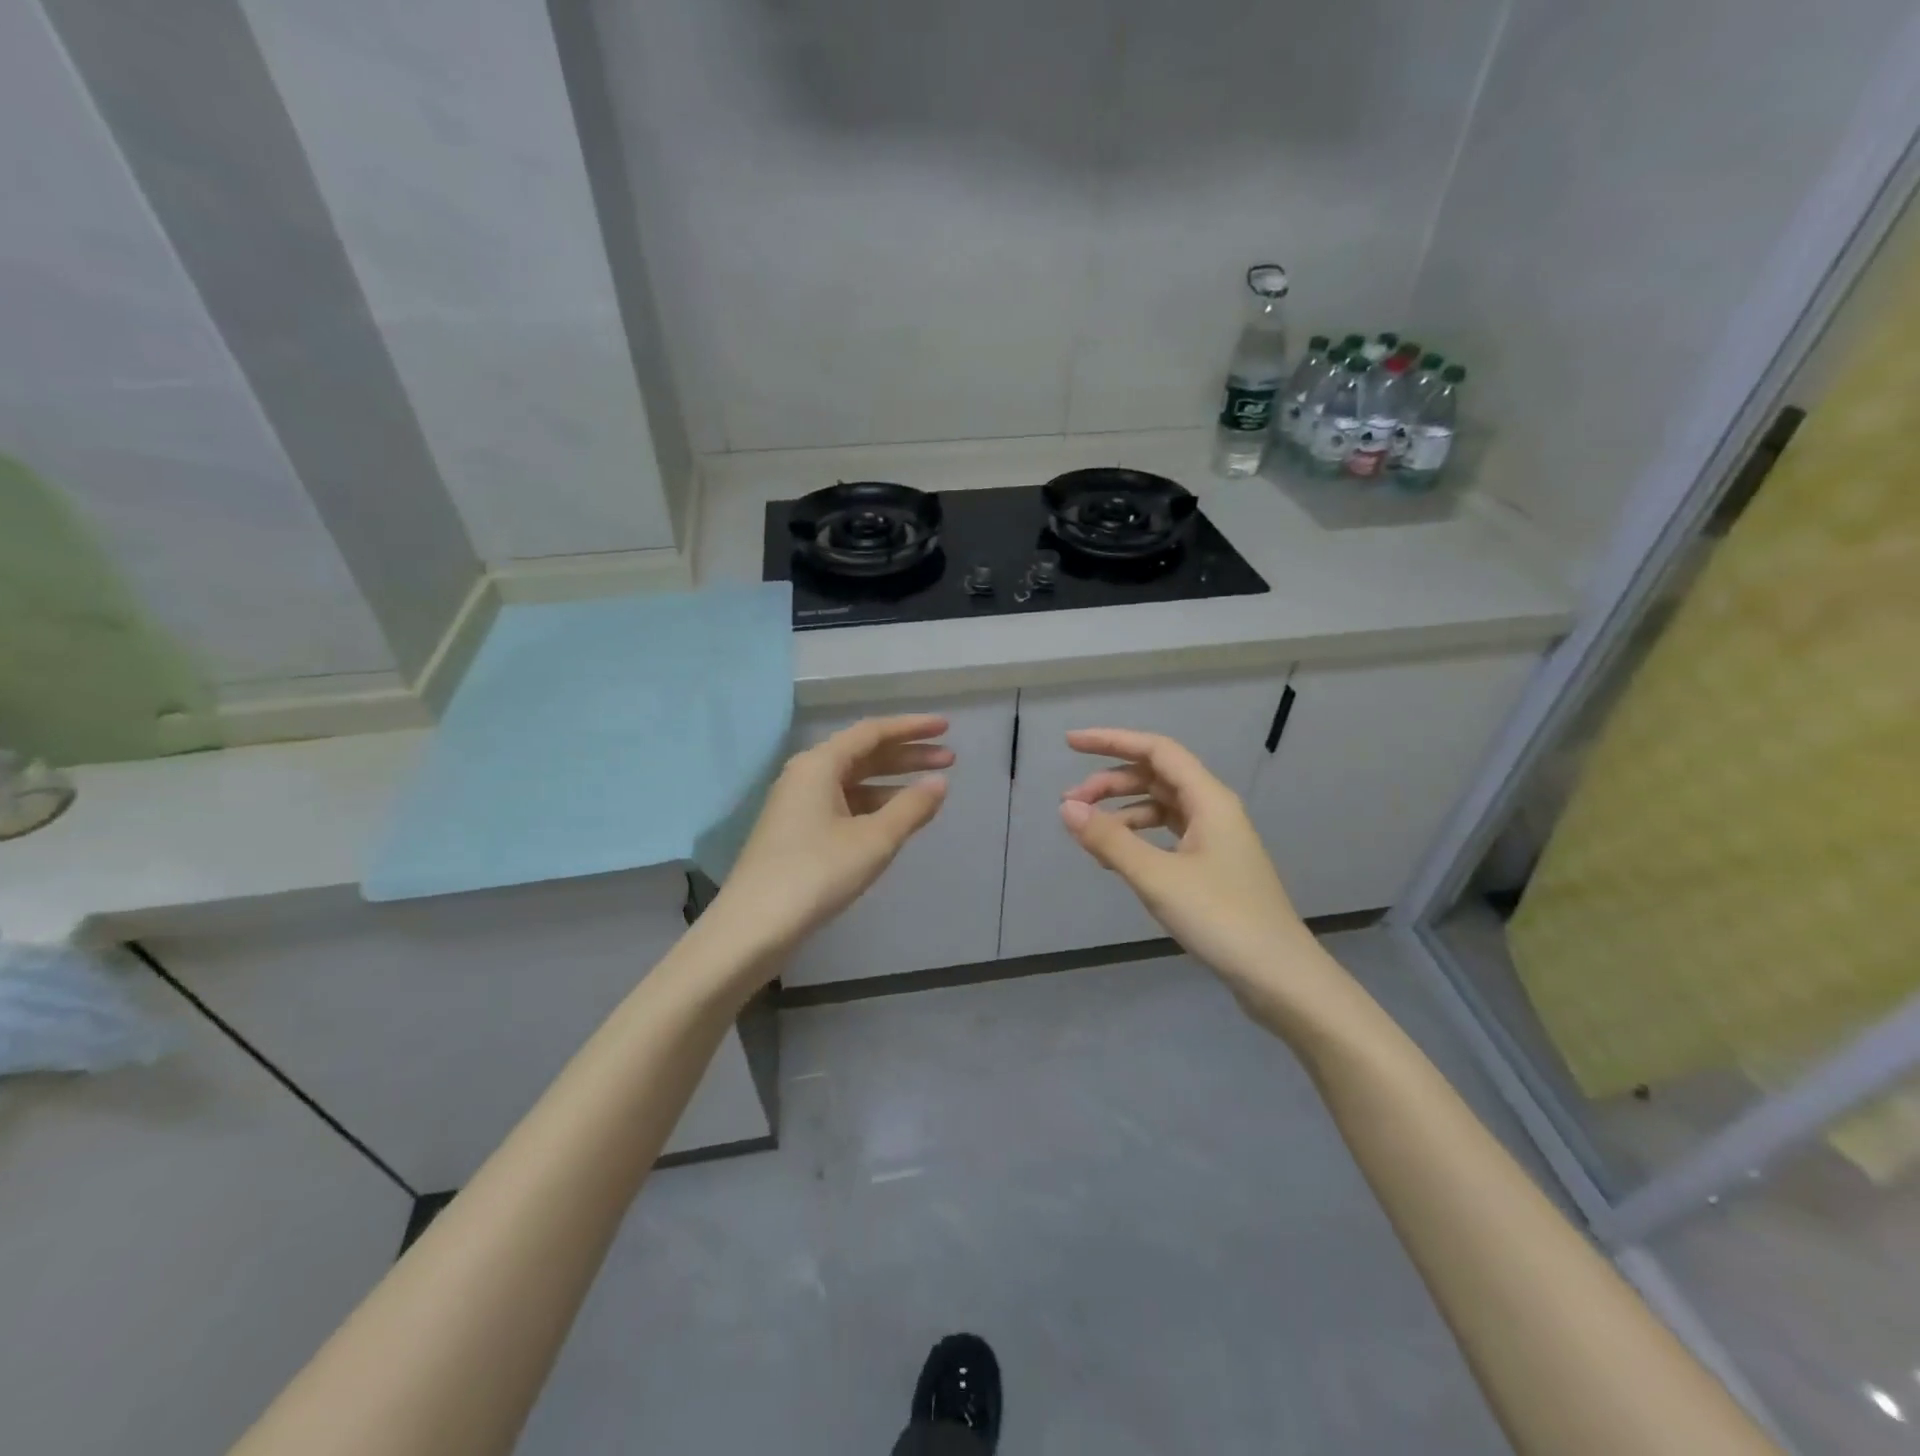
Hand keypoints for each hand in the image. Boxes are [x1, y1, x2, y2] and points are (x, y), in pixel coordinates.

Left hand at [710, 715, 950, 964]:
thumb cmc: (817, 873)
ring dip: (892, 782)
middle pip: (863, 754)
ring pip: (853, 781)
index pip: (872, 732)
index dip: (912, 728)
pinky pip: (843, 804)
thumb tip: (939, 782)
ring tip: (930, 789)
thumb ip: (911, 807)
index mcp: (819, 764)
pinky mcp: (796, 831)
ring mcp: (798, 804)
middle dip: (907, 755)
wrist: (753, 926)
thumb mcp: (874, 840)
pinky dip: (873, 805)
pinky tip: (895, 819)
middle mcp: (806, 775)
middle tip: (950, 759)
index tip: (946, 727)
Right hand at [1059, 728, 1330, 1013]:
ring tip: (1086, 833)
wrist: (1279, 977)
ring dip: (1121, 812)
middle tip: (1069, 803)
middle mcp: (1213, 810)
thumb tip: (1067, 808)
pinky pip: (1166, 835)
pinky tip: (1114, 858)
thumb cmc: (1221, 918)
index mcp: (1208, 799)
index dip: (1111, 741)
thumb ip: (1110, 839)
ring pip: (1159, 807)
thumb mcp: (1157, 877)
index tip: (1070, 744)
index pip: (1155, 750)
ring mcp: (1215, 839)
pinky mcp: (1212, 866)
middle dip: (1110, 782)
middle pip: (1155, 776)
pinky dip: (1137, 838)